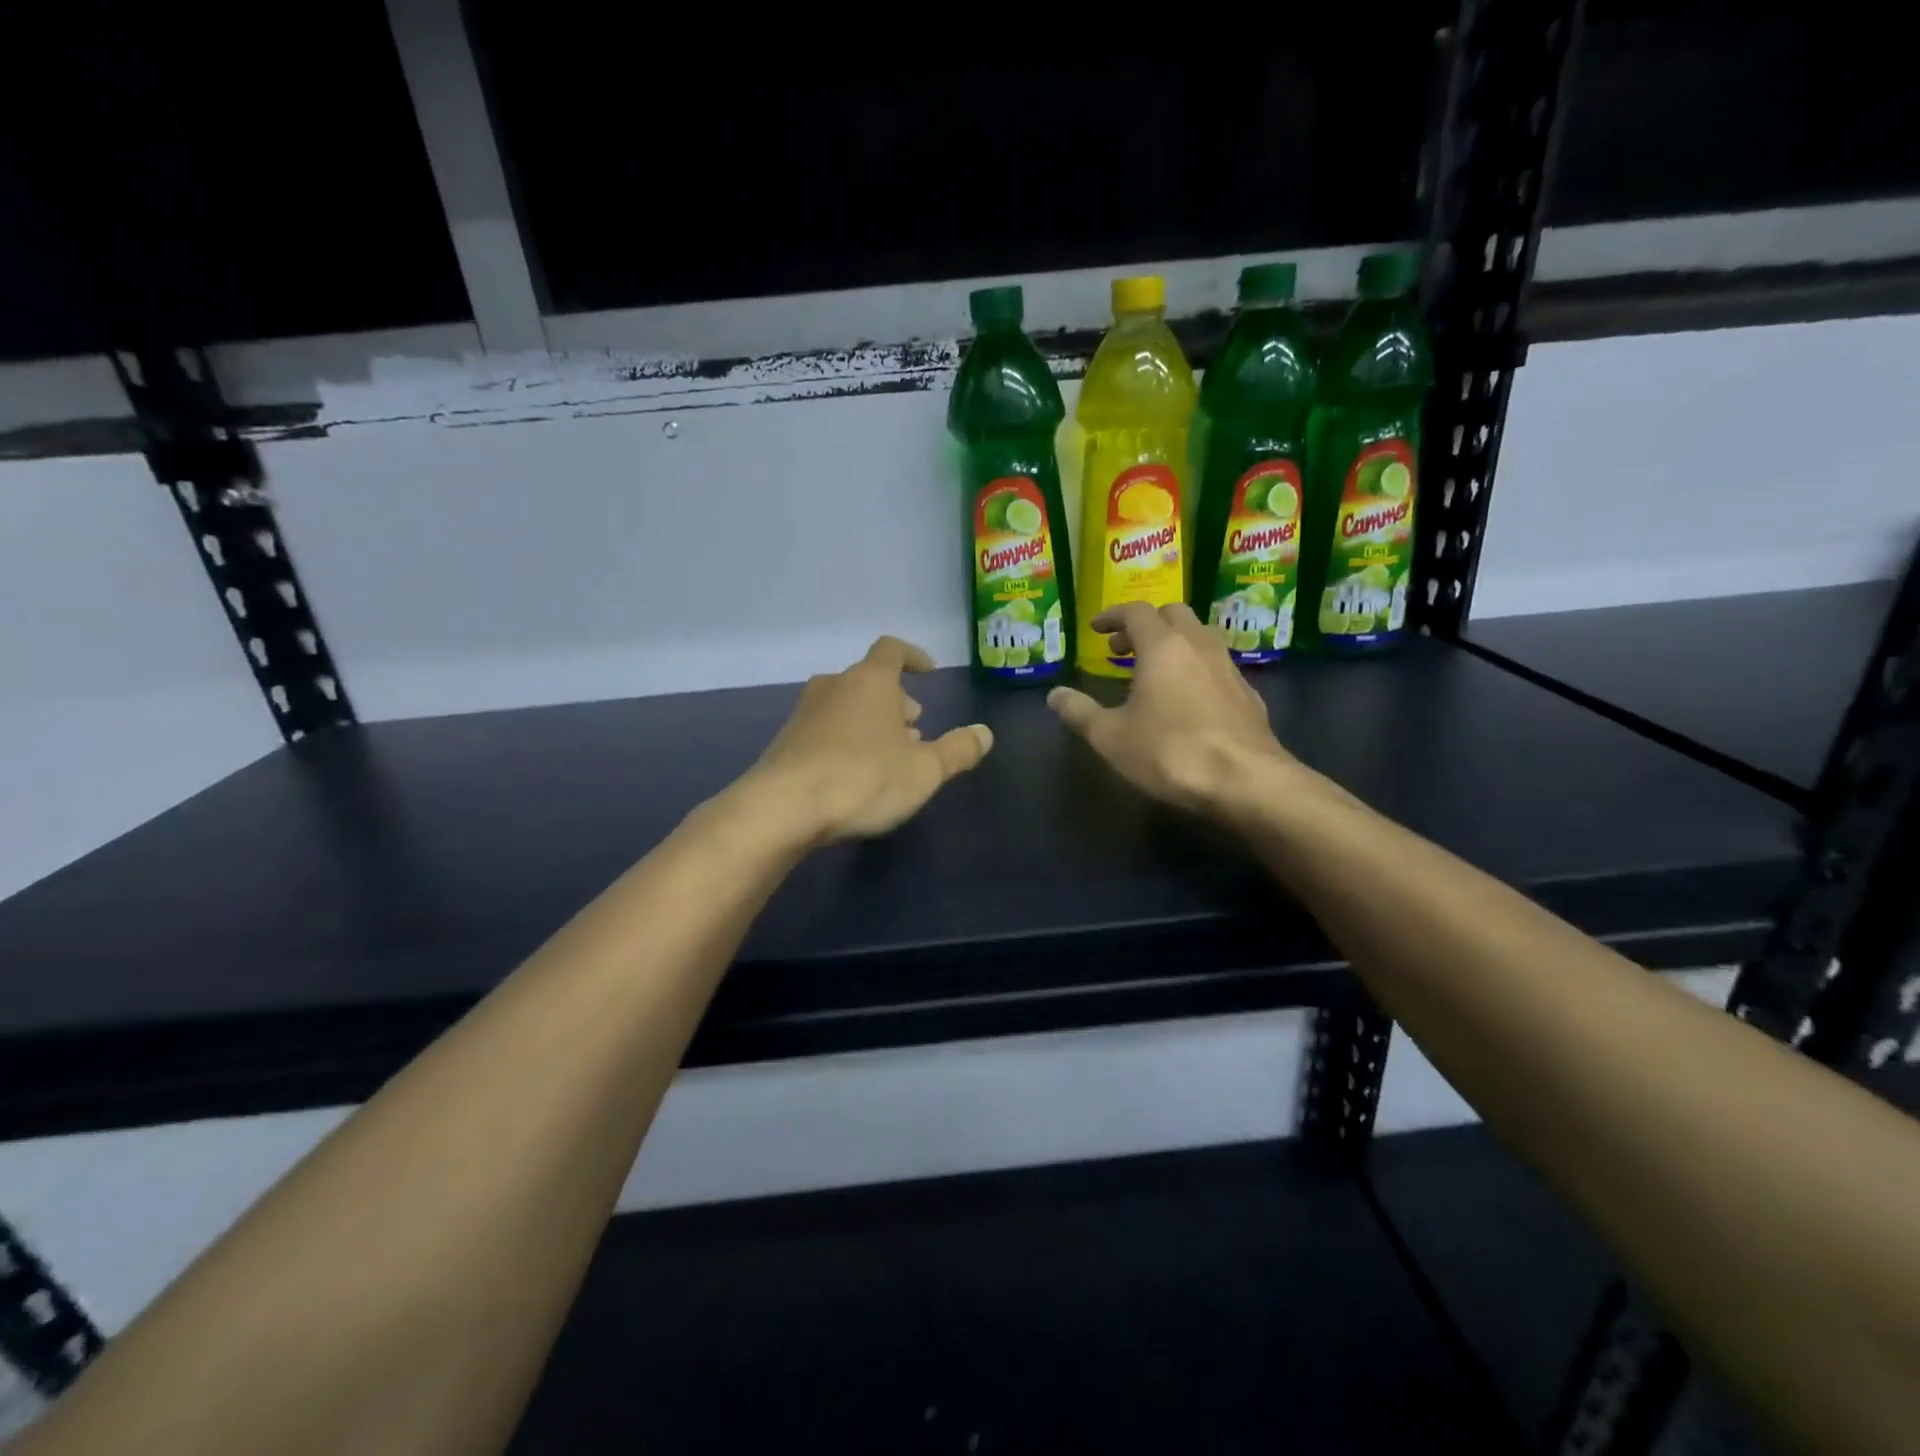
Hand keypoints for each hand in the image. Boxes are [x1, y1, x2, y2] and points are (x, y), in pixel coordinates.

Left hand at [742, 636, 993, 846]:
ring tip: (889, 754)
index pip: (892, 649)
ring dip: (871, 722)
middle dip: (895, 701)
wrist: (784, 808)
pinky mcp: (786, 741)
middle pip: (870, 681)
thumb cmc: (864, 779)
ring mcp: (805, 712)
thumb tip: (984, 733)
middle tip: (914, 729)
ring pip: (847, 706)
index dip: (913, 657)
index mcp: (871, 680)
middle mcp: (835, 686)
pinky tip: (855, 774)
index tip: (929, 672)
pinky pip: (826, 729)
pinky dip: (846, 740)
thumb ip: (958, 750)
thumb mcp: (925, 770)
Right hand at [1048, 602, 1298, 816]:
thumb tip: (1054, 695)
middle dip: (1145, 625)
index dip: (1112, 616)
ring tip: (1152, 672)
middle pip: (1173, 615)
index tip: (1096, 628)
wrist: (1246, 781)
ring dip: (1172, 644)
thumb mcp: (1111, 737)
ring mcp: (1228, 668)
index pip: (1136, 611)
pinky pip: (1215, 665)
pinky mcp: (1248, 694)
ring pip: (1199, 637)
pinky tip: (1186, 700)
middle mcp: (1198, 645)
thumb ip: (1080, 712)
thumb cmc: (1170, 752)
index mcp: (1163, 646)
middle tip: (1122, 649)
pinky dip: (1194, 668)